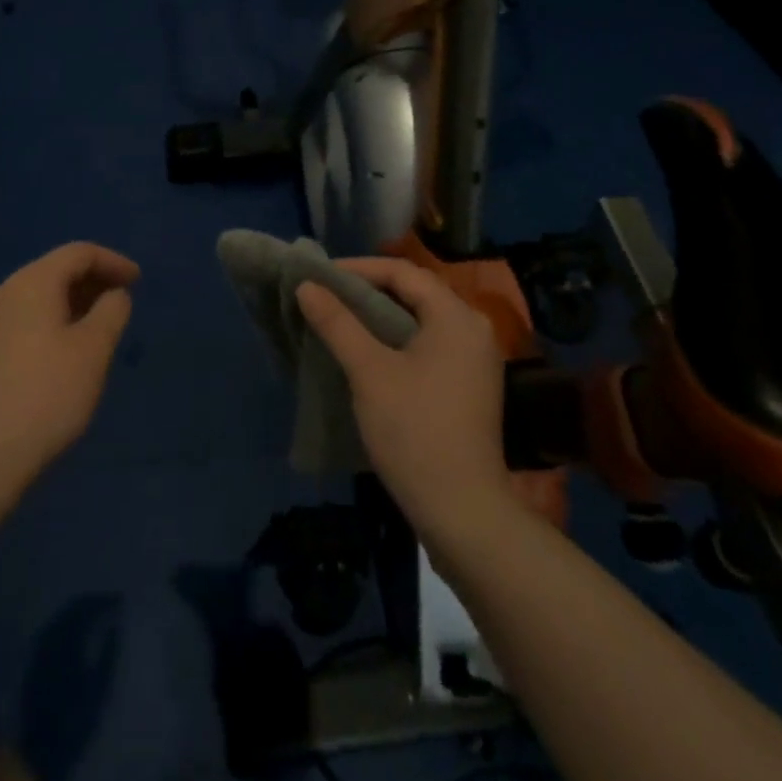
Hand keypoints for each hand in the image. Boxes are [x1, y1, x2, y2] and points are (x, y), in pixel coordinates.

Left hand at [0, 242, 139, 492]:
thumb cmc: (45, 397)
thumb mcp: (93, 352)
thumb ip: (111, 312)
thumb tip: (113, 294)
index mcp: (30, 284)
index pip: (78, 253)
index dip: (113, 261)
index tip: (138, 281)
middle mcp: (1, 295)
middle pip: (52, 272)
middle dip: (90, 282)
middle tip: (120, 303)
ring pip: (34, 301)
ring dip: (69, 306)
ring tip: (94, 332)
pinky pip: (18, 326)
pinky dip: (46, 327)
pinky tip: (57, 360)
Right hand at [296, 258, 517, 551]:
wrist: (462, 512)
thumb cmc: (415, 431)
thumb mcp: (369, 371)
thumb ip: (337, 323)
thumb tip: (307, 285)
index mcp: (456, 317)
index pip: (402, 272)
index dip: (358, 268)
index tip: (320, 276)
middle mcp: (472, 329)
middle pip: (414, 293)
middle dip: (367, 290)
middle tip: (326, 295)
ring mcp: (475, 360)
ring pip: (420, 320)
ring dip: (379, 316)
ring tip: (339, 320)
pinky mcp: (468, 386)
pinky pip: (428, 344)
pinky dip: (395, 339)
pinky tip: (367, 352)